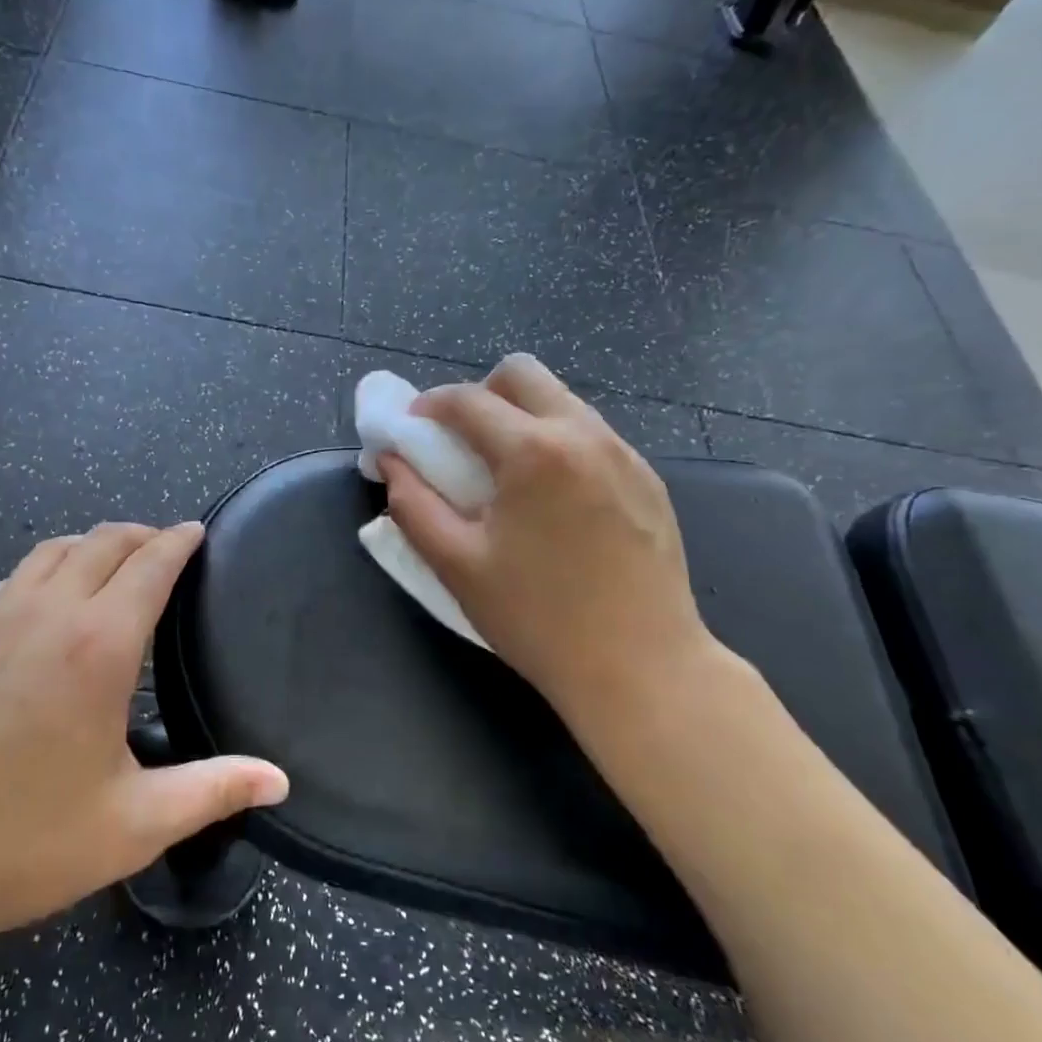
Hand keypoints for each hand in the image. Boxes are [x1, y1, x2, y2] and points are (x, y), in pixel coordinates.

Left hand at [0, 523, 289, 981]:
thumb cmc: (17, 847)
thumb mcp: (131, 826)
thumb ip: (212, 791)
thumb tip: (279, 781)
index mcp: (96, 646)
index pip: (149, 565)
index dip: (179, 541)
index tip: (198, 531)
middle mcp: (44, 615)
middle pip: (101, 542)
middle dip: (141, 534)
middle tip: (166, 547)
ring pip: (49, 552)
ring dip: (90, 545)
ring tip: (112, 564)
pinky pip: (8, 582)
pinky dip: (41, 572)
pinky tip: (41, 604)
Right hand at [380, 354, 719, 719]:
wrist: (641, 667)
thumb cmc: (536, 618)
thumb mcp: (456, 564)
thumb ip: (413, 505)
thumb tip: (392, 463)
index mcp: (533, 451)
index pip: (467, 400)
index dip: (427, 407)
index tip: (409, 430)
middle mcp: (584, 434)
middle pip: (522, 374)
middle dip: (479, 395)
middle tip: (459, 443)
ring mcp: (624, 454)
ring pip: (561, 401)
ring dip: (520, 418)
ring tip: (504, 474)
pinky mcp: (648, 480)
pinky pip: (591, 435)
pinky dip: (556, 444)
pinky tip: (550, 500)